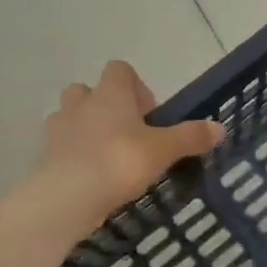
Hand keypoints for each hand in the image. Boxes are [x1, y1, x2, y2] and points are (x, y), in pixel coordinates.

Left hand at [42, 61, 224, 224]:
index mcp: (111, 94)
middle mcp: (81, 103)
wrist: (68, 197)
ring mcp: (58, 129)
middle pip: (89, 90)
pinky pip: (62, 146)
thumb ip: (190, 137)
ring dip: (87, 128)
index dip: (137, 86)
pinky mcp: (46, 156)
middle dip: (107, 106)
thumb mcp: (164, 150)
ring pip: (71, 117)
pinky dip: (75, 155)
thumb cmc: (120, 161)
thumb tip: (220, 127)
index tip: (150, 114)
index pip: (120, 70)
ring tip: (109, 155)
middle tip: (129, 133)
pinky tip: (92, 176)